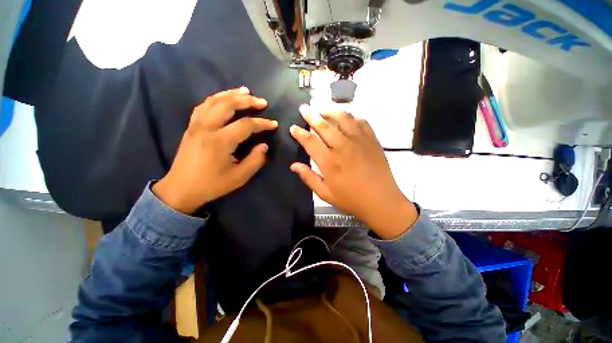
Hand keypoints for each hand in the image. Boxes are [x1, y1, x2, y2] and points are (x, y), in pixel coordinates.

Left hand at [153, 87, 277, 213]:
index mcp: (220, 141)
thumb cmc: (212, 184)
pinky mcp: (191, 126)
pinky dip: (216, 98)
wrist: (181, 189)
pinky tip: (224, 98)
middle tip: (262, 102)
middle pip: (228, 105)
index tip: (274, 124)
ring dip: (231, 94)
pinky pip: (203, 105)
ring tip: (245, 91)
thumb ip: (255, 160)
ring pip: (214, 101)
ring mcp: (196, 125)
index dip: (262, 123)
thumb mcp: (239, 177)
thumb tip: (264, 145)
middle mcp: (206, 128)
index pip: (246, 125)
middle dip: (247, 101)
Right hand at [290, 104, 417, 238]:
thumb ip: (308, 177)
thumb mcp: (325, 194)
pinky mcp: (372, 140)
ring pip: (342, 118)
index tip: (293, 127)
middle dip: (311, 115)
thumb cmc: (351, 199)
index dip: (299, 133)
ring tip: (322, 110)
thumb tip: (293, 165)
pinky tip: (346, 119)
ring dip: (330, 111)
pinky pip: (360, 121)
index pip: (310, 141)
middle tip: (303, 109)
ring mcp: (359, 141)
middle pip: (323, 125)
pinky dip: (350, 117)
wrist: (382, 201)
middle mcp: (342, 146)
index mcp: (329, 161)